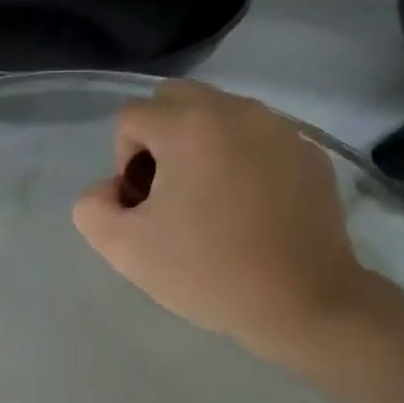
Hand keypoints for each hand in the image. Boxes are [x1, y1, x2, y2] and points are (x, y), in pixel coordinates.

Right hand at [72, 81, 374, 364]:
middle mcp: (237, 111)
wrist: (303, 303)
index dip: (124, 160)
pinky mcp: (309, 153)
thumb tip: (112, 189)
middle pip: (176, 99)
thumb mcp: (125, 249)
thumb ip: (93, 208)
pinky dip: (243, 159)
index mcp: (189, 126)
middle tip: (171, 191)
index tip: (145, 204)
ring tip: (212, 201)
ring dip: (202, 145)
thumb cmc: (209, 273)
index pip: (132, 116)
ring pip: (220, 115)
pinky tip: (251, 209)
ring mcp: (280, 129)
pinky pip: (259, 138)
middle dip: (160, 137)